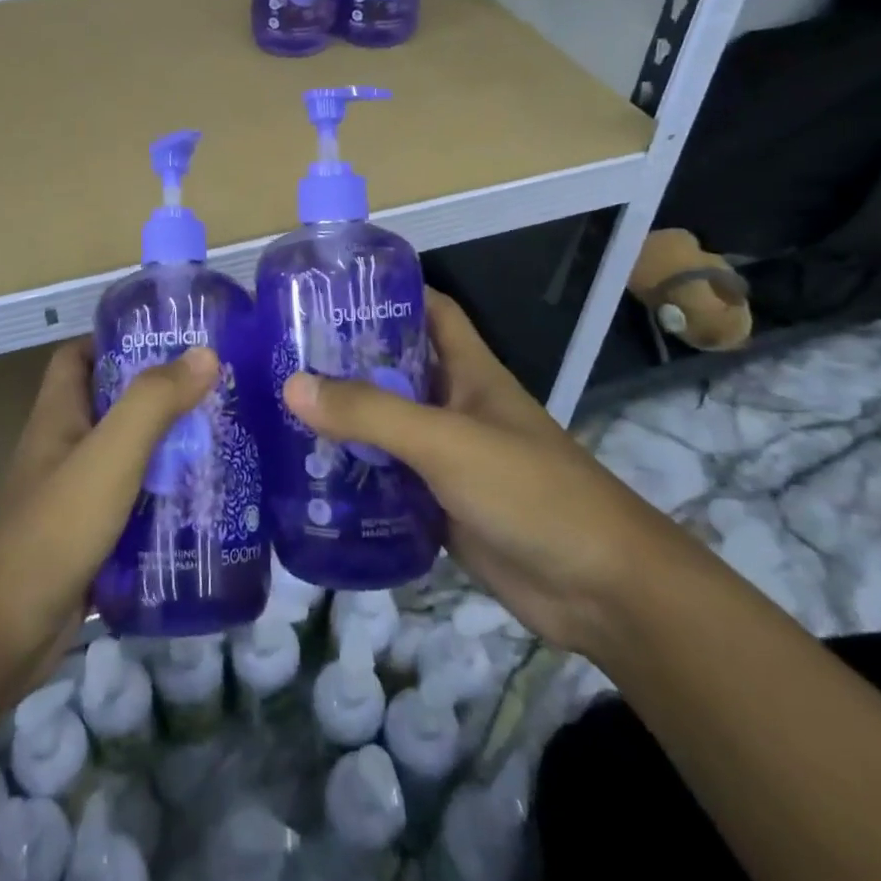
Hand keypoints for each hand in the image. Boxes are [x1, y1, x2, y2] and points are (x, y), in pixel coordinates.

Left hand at [0, 339, 217, 680]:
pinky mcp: (88, 538)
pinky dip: (162, 498)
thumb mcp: (110, 455)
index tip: (168, 341)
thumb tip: (205, 354)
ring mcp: (74, 495)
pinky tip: (202, 504)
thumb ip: (154, 402)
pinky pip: (132, 503)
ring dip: (166, 448)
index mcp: (58, 415)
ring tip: (221, 442)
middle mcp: (63, 447)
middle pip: (111, 404)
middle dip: (158, 396)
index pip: (78, 356)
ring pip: (126, 456)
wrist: (4, 635)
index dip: (115, 340)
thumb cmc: (55, 527)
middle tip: (212, 393)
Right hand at [282, 289, 679, 653]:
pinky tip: (310, 477)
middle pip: (396, 368)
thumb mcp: (445, 441)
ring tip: (280, 411)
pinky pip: (389, 480)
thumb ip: (371, 413)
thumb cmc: (529, 490)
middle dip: (346, 359)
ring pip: (387, 427)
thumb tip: (292, 384)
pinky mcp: (441, 505)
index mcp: (469, 370)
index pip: (429, 309)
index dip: (389, 292)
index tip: (331, 289)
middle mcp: (455, 405)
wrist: (600, 590)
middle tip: (283, 355)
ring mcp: (448, 457)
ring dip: (345, 421)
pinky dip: (355, 476)